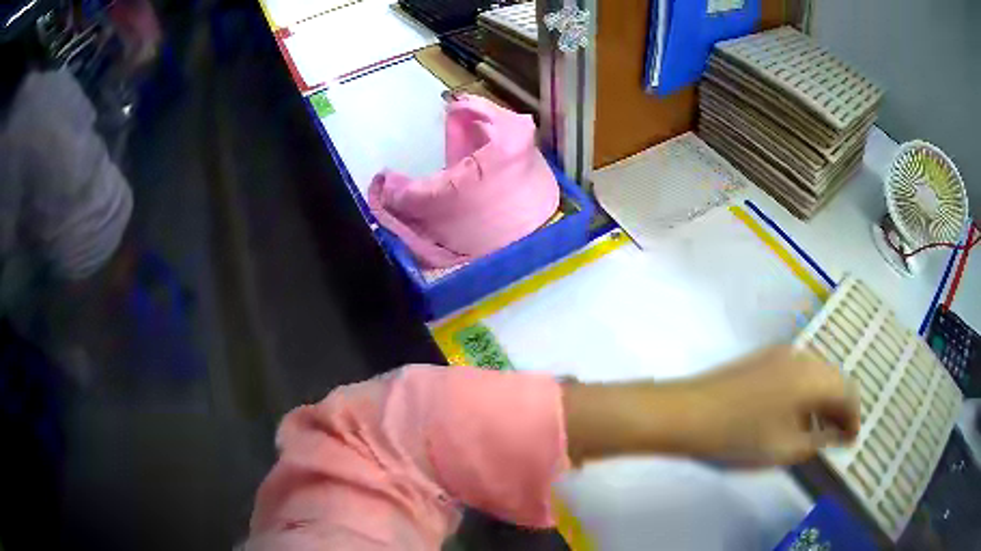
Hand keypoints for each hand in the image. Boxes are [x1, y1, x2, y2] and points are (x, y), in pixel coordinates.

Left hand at [563, 345, 859, 466]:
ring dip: (823, 399)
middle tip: (838, 436)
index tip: (852, 440)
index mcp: (812, 375)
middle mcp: (801, 355)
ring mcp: (780, 353)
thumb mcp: (785, 449)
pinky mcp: (762, 358)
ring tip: (820, 429)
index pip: (847, 391)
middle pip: (834, 378)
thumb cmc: (738, 437)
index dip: (854, 417)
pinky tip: (796, 414)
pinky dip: (805, 392)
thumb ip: (819, 441)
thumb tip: (839, 436)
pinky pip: (797, 373)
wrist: (685, 412)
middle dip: (840, 407)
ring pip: (816, 374)